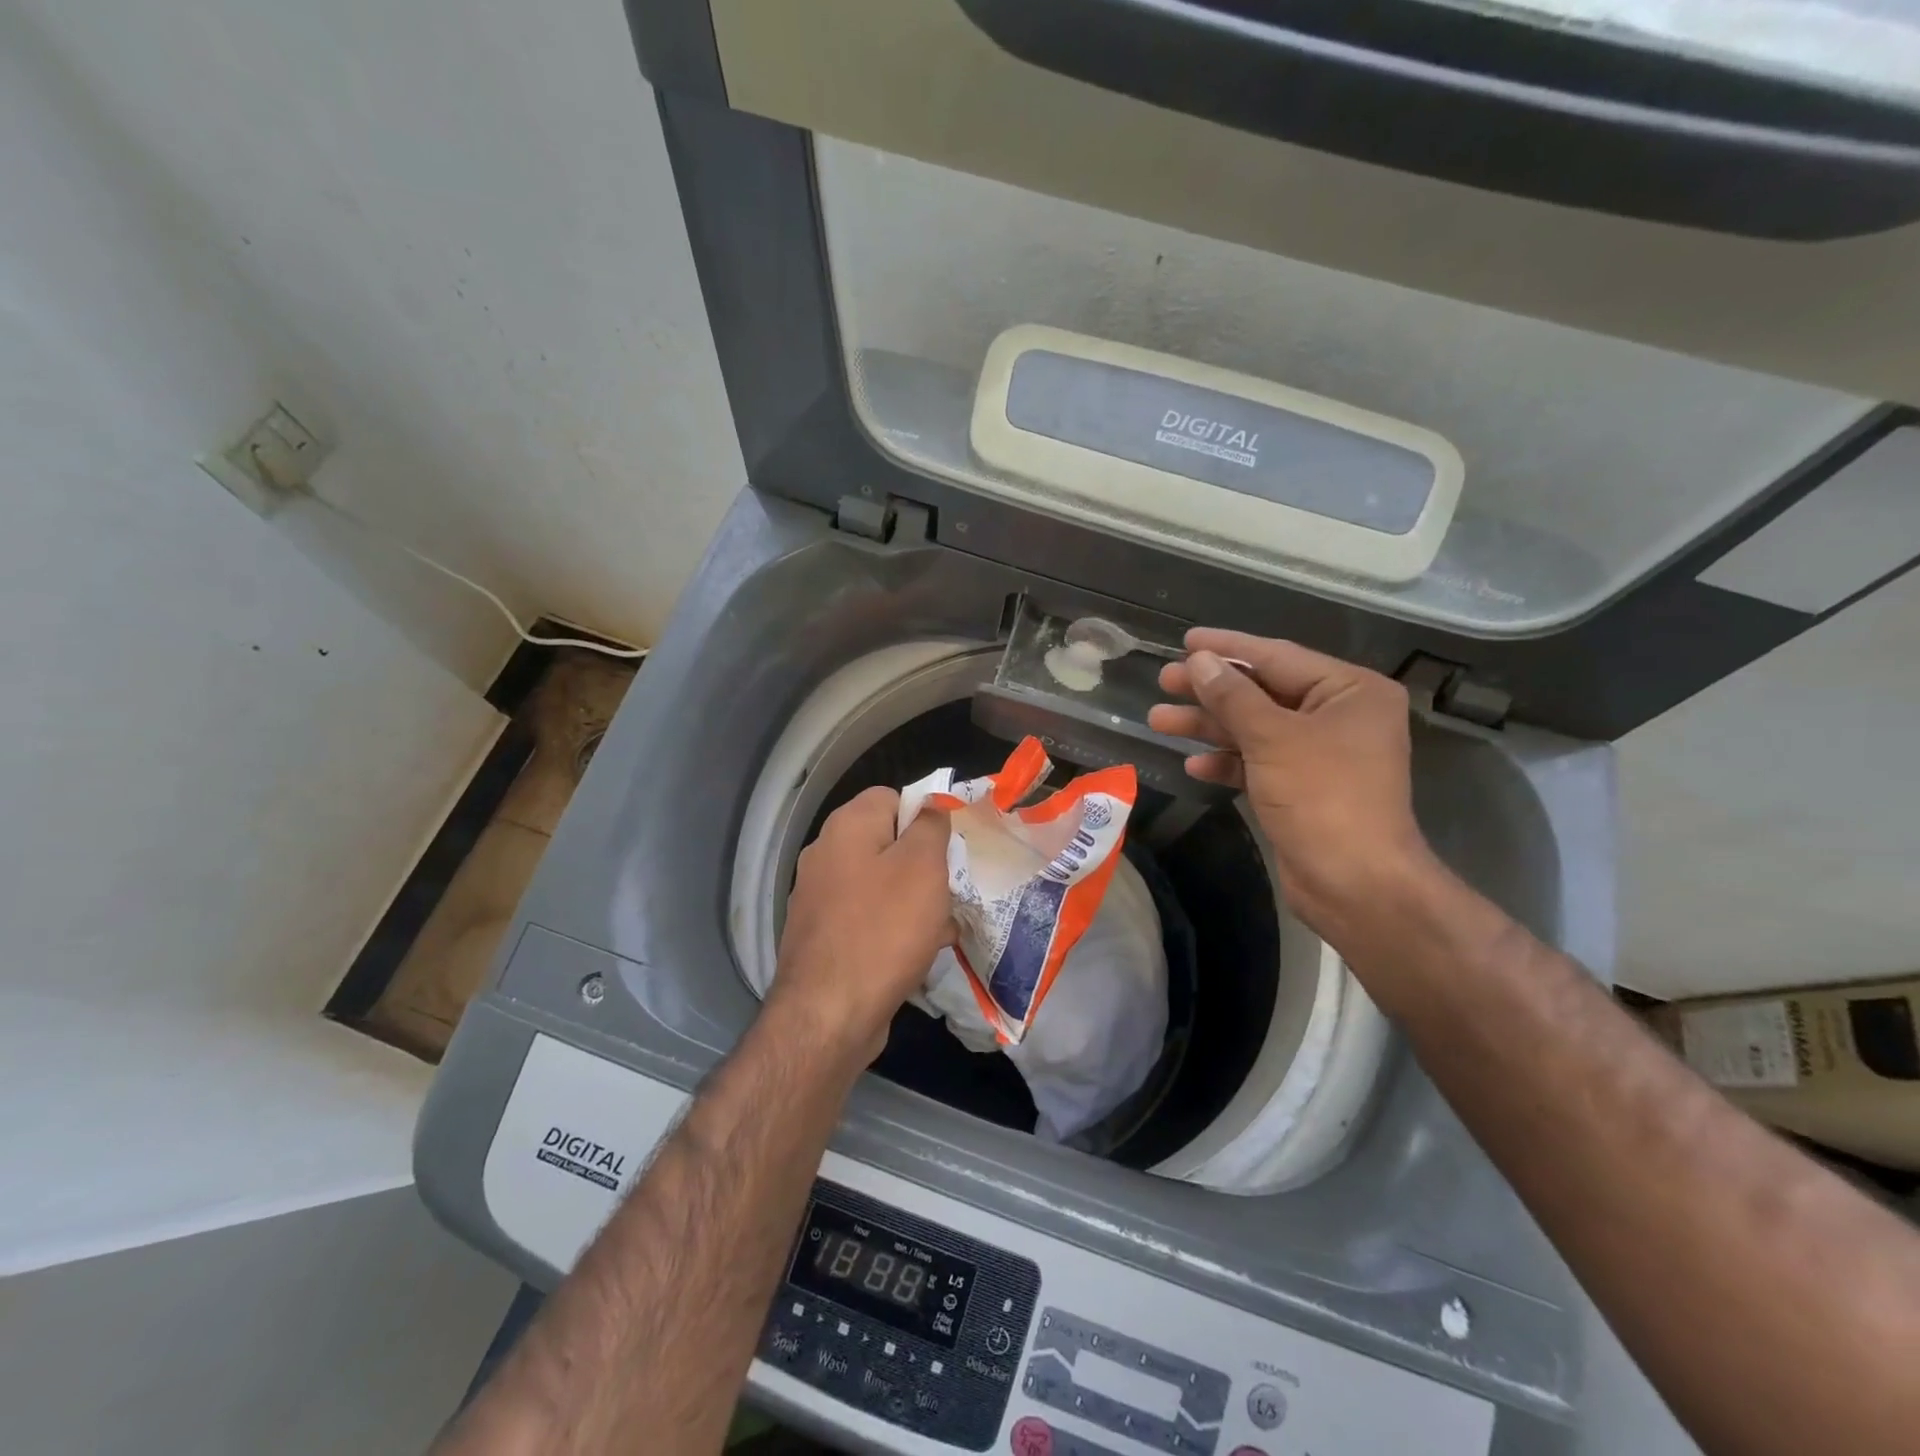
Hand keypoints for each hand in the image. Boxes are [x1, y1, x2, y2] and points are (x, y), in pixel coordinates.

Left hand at [771, 787, 954, 1061]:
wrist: (828, 1016)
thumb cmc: (884, 930)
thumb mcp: (923, 866)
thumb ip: (931, 825)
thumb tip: (931, 805)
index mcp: (847, 826)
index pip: (893, 797)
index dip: (926, 816)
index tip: (950, 848)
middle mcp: (826, 854)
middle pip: (888, 842)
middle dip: (925, 864)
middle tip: (949, 890)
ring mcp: (820, 897)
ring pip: (882, 884)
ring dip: (915, 901)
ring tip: (942, 927)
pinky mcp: (823, 935)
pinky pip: (868, 918)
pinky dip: (894, 929)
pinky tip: (919, 953)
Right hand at [1147, 629, 1436, 942]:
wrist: (1355, 884)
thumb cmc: (1322, 797)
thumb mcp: (1272, 738)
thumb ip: (1232, 695)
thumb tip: (1199, 660)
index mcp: (1350, 691)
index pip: (1278, 656)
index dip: (1228, 648)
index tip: (1185, 641)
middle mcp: (1339, 716)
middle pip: (1263, 692)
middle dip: (1211, 690)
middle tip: (1164, 681)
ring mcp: (1320, 754)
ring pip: (1255, 728)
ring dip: (1209, 726)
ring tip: (1158, 720)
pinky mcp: (1302, 788)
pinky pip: (1258, 762)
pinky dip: (1227, 762)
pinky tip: (1194, 766)